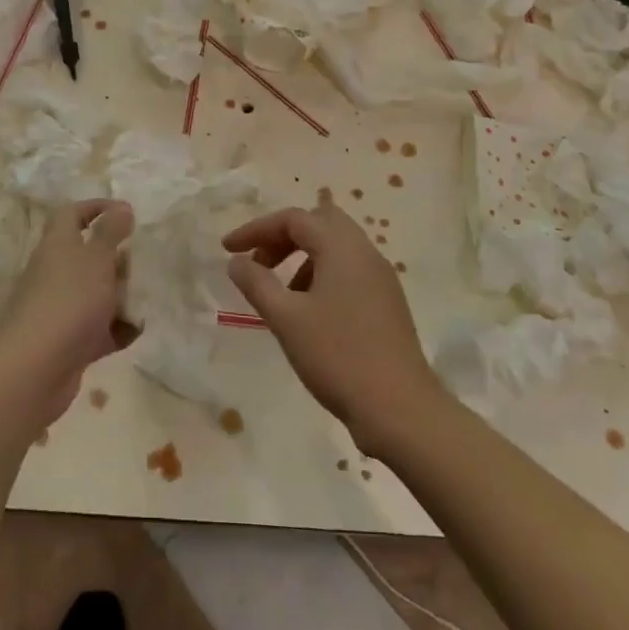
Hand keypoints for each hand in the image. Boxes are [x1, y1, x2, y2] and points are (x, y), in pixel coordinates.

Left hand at [0, 200, 134, 427]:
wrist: (36, 368)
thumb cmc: (70, 301)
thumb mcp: (97, 259)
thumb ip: (111, 232)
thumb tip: (121, 207)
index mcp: (58, 245)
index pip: (72, 214)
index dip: (96, 207)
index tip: (127, 212)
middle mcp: (55, 272)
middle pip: (87, 256)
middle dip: (118, 257)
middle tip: (147, 259)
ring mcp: (61, 308)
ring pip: (95, 293)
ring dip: (121, 295)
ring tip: (151, 294)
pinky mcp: (69, 341)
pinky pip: (98, 329)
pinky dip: (117, 330)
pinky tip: (138, 331)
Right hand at [223, 201, 444, 453]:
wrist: (401, 410)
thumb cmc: (338, 356)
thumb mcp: (286, 318)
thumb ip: (256, 283)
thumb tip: (237, 261)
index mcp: (342, 248)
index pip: (293, 219)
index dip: (256, 229)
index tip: (227, 250)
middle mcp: (365, 253)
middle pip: (319, 223)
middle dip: (282, 237)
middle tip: (258, 262)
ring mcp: (381, 278)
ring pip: (335, 248)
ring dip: (301, 258)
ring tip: (279, 293)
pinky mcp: (387, 303)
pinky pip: (348, 271)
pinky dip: (321, 276)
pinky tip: (308, 312)